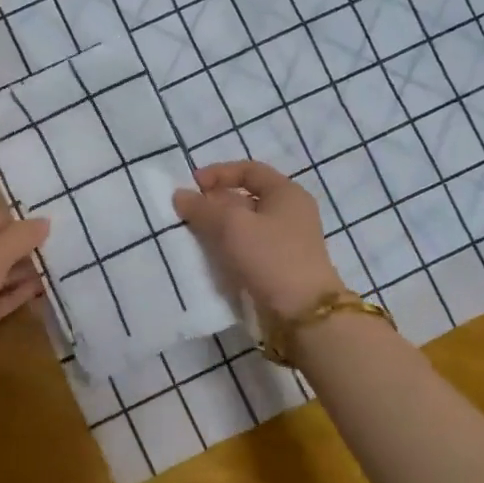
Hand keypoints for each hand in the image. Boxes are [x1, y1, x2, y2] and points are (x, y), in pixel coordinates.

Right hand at [172, 161, 344, 320]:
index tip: (192, 185)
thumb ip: (203, 208)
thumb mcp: (232, 226)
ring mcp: (288, 240)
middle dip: (216, 201)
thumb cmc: (270, 257)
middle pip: (247, 196)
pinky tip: (213, 256)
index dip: (218, 173)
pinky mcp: (282, 264)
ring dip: (220, 226)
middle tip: (189, 212)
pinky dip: (230, 245)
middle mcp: (291, 212)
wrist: (303, 312)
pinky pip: (250, 246)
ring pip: (247, 224)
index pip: (249, 170)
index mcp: (286, 192)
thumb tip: (180, 195)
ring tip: (195, 235)